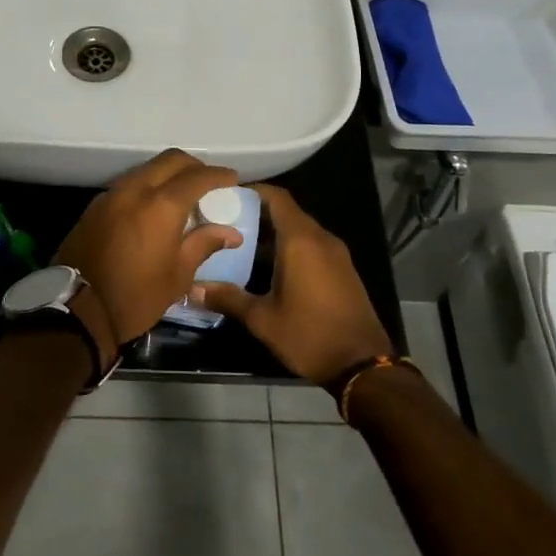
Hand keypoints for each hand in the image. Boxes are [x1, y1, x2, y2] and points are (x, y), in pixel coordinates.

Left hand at [56, 150, 243, 353]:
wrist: (77, 309)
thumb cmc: (136, 296)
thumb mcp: (178, 275)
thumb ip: (204, 244)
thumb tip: (231, 233)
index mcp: (161, 205)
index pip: (197, 177)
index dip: (218, 175)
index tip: (232, 179)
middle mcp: (136, 189)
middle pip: (170, 160)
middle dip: (193, 166)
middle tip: (208, 182)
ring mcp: (111, 194)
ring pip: (146, 168)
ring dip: (167, 174)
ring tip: (181, 194)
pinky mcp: (95, 205)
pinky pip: (128, 184)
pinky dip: (146, 186)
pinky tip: (152, 207)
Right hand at [193, 183, 391, 385]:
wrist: (362, 365)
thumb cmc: (309, 335)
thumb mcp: (263, 319)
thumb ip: (228, 298)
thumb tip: (193, 288)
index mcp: (300, 240)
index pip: (276, 197)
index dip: (252, 191)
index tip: (225, 195)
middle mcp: (320, 238)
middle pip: (287, 212)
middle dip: (257, 214)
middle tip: (224, 222)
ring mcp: (335, 254)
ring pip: (299, 230)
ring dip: (273, 233)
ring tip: (240, 245)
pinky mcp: (342, 269)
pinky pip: (312, 245)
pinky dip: (290, 247)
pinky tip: (268, 268)